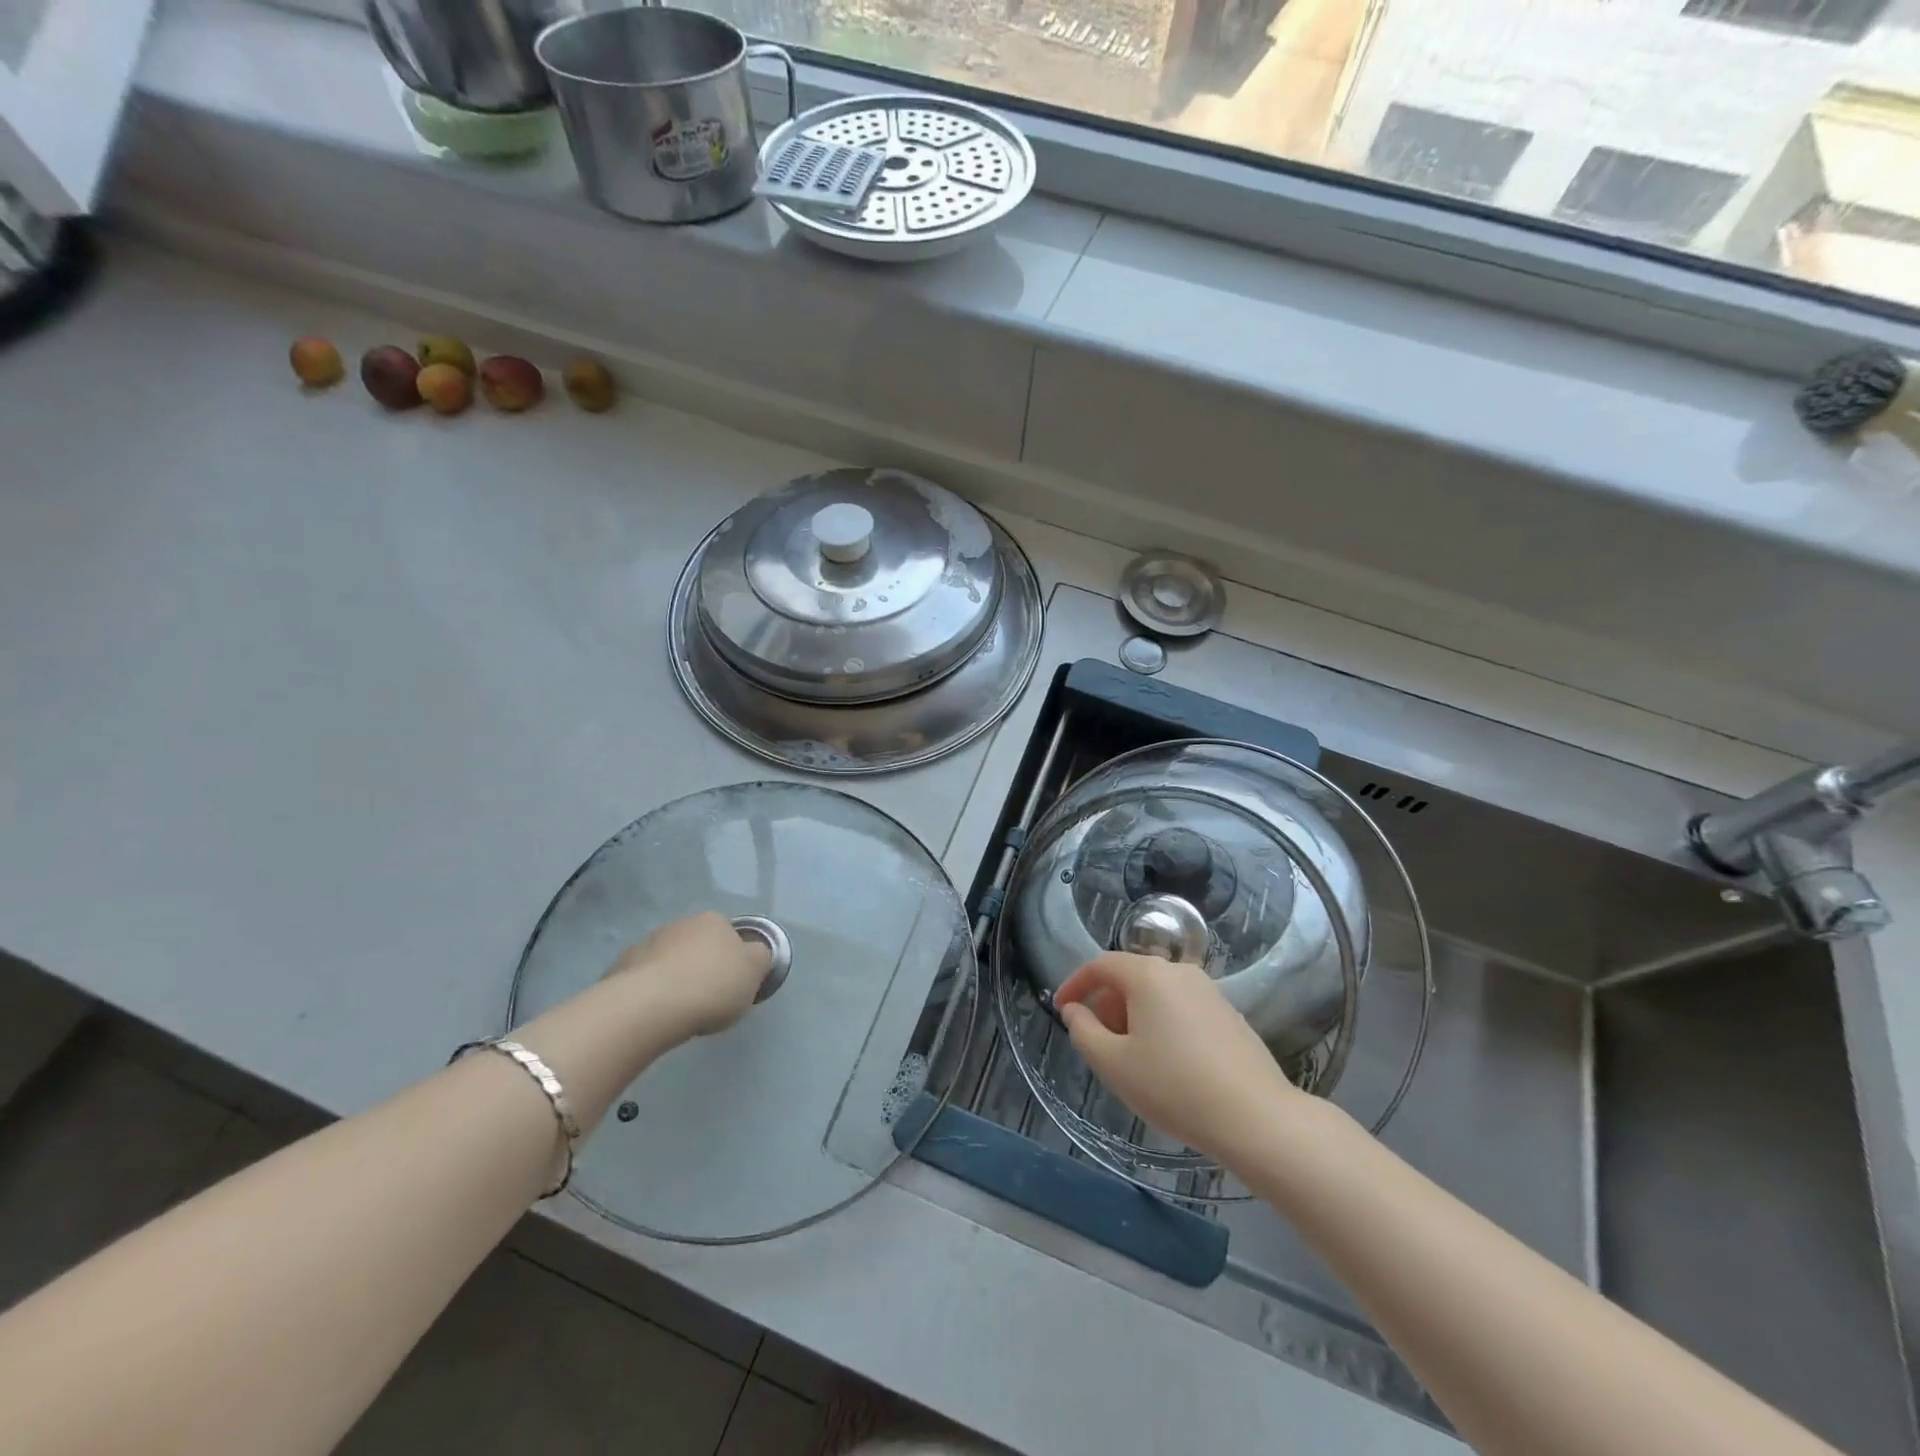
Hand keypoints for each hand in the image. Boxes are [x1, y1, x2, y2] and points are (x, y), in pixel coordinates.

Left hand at [604, 912, 771, 1040]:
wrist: (649, 1006)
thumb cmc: (711, 986)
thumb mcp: (754, 972)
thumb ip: (760, 958)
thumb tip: (754, 953)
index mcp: (714, 921)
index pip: (730, 935)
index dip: (733, 960)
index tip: (732, 986)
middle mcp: (680, 924)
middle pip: (697, 945)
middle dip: (701, 966)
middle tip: (707, 999)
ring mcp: (647, 943)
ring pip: (668, 960)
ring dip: (673, 977)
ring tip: (677, 1010)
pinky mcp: (621, 967)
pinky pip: (643, 979)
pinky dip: (649, 991)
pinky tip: (653, 1013)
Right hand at [1055, 952, 1303, 1162]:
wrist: (1256, 1118)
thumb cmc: (1173, 1087)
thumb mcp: (1113, 1064)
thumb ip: (1083, 1031)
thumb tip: (1074, 1010)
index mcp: (1148, 975)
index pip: (1100, 965)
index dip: (1075, 984)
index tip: (1062, 1010)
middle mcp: (1179, 971)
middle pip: (1131, 977)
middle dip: (1107, 1005)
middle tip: (1099, 1044)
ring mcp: (1209, 991)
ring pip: (1157, 994)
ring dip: (1135, 1017)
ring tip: (1132, 1059)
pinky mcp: (1229, 1014)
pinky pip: (1182, 1008)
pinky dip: (1162, 1024)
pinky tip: (1168, 1065)